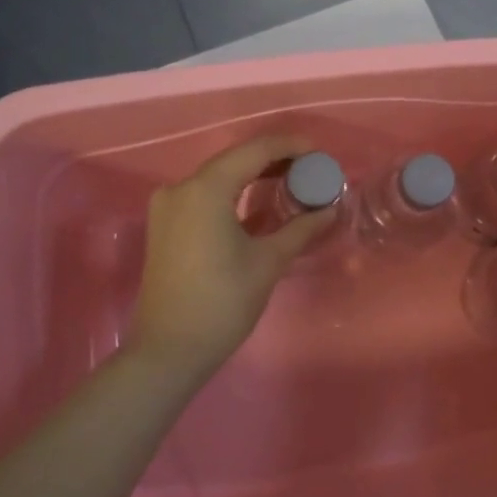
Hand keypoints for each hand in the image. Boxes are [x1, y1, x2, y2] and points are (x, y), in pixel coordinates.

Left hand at [127, 135, 335, 380]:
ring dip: (254, 175)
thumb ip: (301, 228)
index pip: (255, 150)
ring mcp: (169, 206)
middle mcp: (182, 187)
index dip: (290, 146)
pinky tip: (260, 204)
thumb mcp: (268, 262)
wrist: (169, 350)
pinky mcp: (166, 225)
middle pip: (235, 159)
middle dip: (275, 160)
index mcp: (206, 189)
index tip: (320, 153)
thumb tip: (330, 209)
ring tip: (292, 182)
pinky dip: (234, 193)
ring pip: (219, 176)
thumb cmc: (223, 302)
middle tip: (311, 169)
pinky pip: (206, 195)